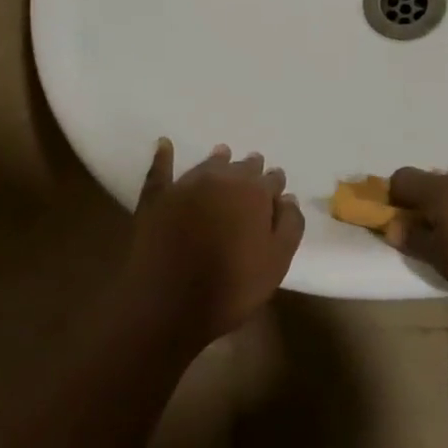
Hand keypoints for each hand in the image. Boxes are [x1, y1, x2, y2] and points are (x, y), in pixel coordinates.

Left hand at [121, 140, 304, 346]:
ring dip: (219, 160)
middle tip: (253, 172)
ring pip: (208, 164)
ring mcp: (186, 185)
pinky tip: (164, 144)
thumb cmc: (231, 287)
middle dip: (250, 170)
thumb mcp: (276, 262)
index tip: (276, 190)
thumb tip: (288, 198)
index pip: (271, 179)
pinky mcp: (157, 197)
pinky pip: (160, 169)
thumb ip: (289, 225)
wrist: (169, 304)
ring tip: (223, 155)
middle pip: (242, 167)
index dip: (274, 184)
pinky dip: (164, 155)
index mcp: (254, 192)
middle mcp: (222, 179)